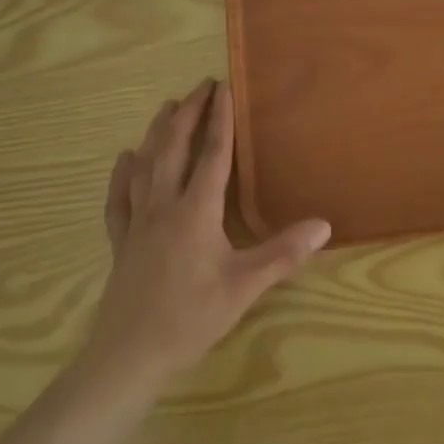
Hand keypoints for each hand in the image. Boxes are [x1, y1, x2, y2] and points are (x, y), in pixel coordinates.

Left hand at [83, 80, 330, 389]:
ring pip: (146, 166)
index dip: (220, 119)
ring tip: (167, 107)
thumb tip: (324, 225)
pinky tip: (125, 159)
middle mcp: (164, 206)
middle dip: (188, 114)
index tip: (224, 87)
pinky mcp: (120, 243)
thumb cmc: (190, 318)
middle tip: (201, 86)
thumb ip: (283, 253)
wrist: (128, 357)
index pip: (212, 154)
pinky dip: (122, 175)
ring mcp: (137, 223)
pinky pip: (119, 199)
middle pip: (175, 149)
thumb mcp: (244, 287)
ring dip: (158, 133)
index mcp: (196, 211)